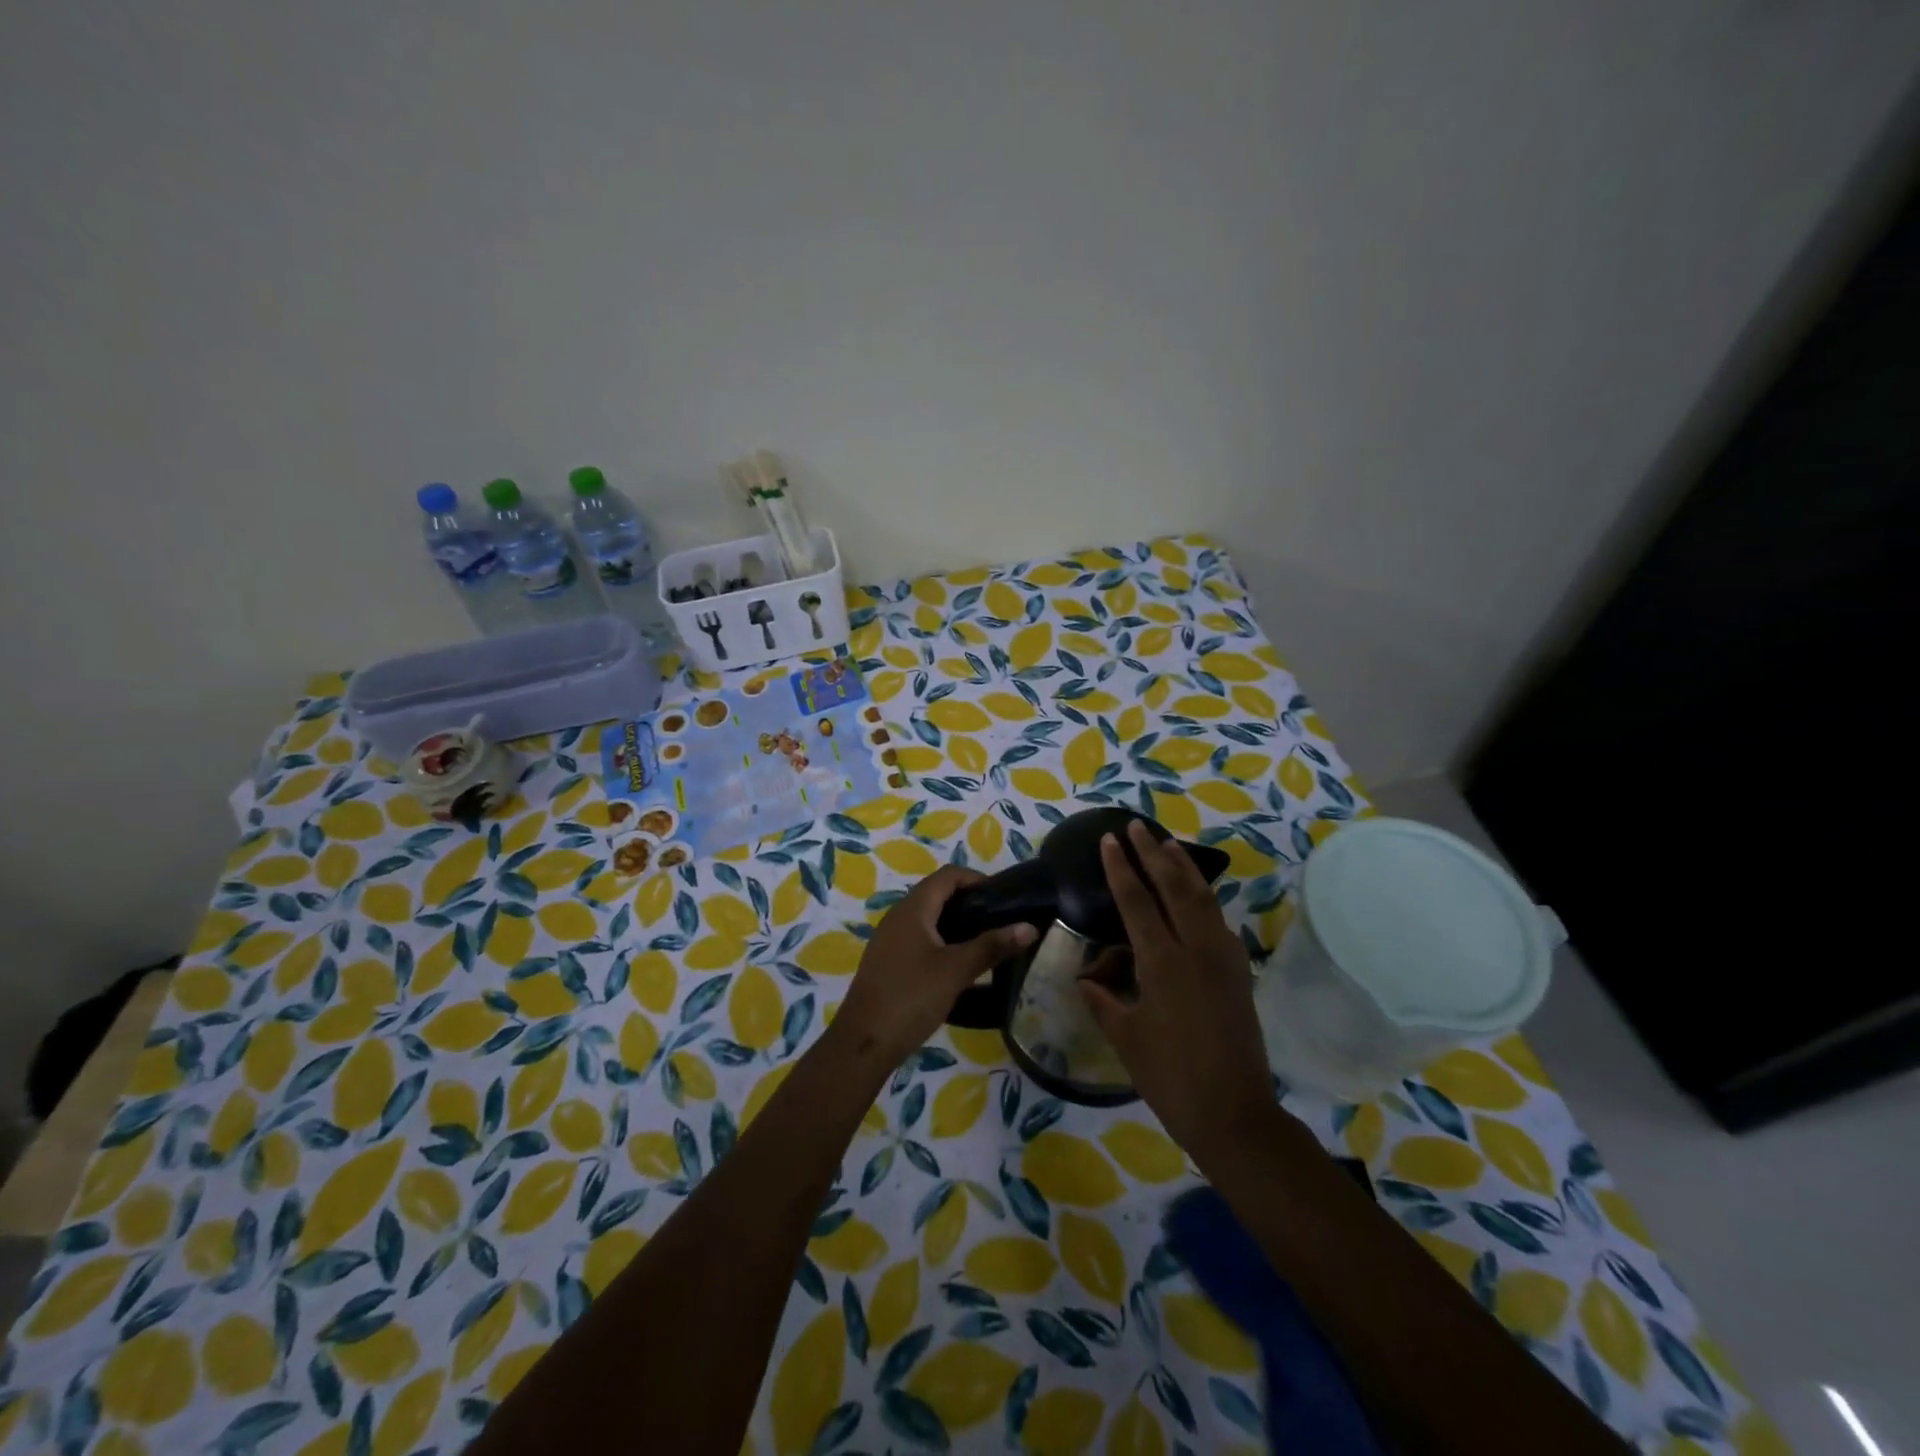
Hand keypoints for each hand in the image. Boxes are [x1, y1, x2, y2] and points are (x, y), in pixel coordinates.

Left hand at [833, 865, 1035, 1065]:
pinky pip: (920, 938)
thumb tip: (1029, 927)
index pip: (948, 876)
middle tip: (1000, 921)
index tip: (1004, 898)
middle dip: (970, 902)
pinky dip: (943, 941)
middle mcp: (898, 916)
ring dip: (957, 923)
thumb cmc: (911, 998)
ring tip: (986, 942)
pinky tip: (959, 964)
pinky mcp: (889, 961)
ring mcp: (890, 939)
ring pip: (929, 918)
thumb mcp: (956, 971)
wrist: (863, 1043)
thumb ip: (992, 946)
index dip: (977, 879)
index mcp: (913, 909)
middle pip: (938, 894)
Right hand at [1080, 820, 1275, 1159]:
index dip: (1120, 868)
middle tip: (1135, 825)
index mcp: (1162, 962)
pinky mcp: (1238, 971)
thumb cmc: (1170, 1077)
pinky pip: (1218, 920)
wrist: (1234, 1112)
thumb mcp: (1125, 1038)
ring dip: (1182, 868)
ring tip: (1167, 844)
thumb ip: (1103, 999)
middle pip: (1173, 887)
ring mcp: (1223, 958)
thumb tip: (1087, 977)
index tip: (1108, 840)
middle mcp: (1196, 949)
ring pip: (1202, 898)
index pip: (1136, 901)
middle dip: (1152, 853)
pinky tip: (1195, 894)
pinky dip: (1203, 897)